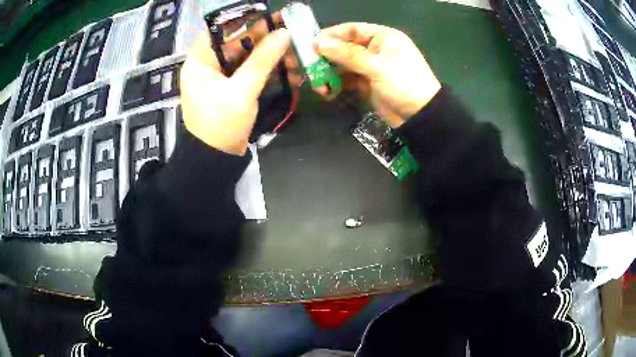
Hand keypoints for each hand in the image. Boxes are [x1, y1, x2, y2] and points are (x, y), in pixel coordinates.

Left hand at [180, 24, 291, 155]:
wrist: (217, 160)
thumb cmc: (221, 125)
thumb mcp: (242, 90)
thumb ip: (262, 60)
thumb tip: (284, 33)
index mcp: (199, 61)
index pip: (219, 30)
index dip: (244, 20)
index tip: (269, 15)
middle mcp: (208, 64)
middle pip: (237, 42)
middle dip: (264, 39)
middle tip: (290, 32)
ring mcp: (221, 76)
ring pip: (247, 56)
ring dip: (270, 55)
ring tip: (294, 55)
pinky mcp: (232, 87)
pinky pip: (250, 71)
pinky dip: (267, 70)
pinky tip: (288, 69)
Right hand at [314, 23, 440, 127]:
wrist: (421, 116)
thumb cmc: (404, 83)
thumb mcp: (377, 66)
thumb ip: (347, 54)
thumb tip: (318, 42)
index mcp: (382, 37)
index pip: (352, 30)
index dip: (332, 35)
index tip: (311, 43)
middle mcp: (375, 49)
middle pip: (345, 48)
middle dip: (328, 57)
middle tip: (309, 66)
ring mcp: (371, 67)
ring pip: (344, 65)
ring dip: (330, 73)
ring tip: (317, 83)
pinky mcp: (368, 83)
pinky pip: (348, 80)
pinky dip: (337, 84)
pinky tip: (328, 91)